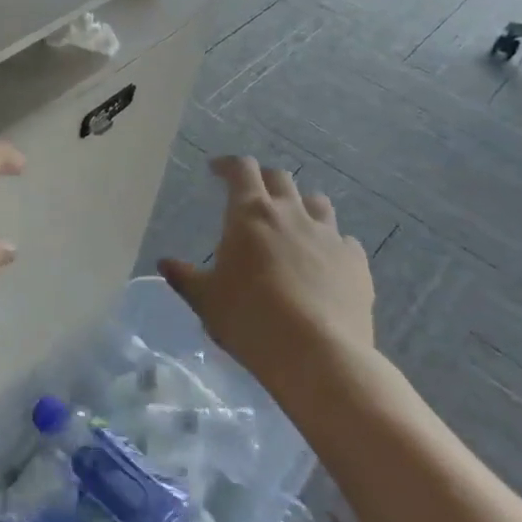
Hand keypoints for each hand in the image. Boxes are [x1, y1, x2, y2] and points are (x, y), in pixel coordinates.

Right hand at [159, 157, 375, 385]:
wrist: (320, 356)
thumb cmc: (250, 319)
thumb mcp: (206, 300)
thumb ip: (185, 278)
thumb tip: (165, 264)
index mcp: (249, 214)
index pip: (241, 169)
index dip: (228, 165)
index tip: (216, 170)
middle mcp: (291, 214)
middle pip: (280, 178)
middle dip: (263, 181)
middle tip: (252, 198)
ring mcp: (329, 236)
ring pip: (317, 202)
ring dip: (301, 206)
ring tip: (292, 225)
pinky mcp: (356, 262)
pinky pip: (344, 240)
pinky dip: (330, 243)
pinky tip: (324, 262)